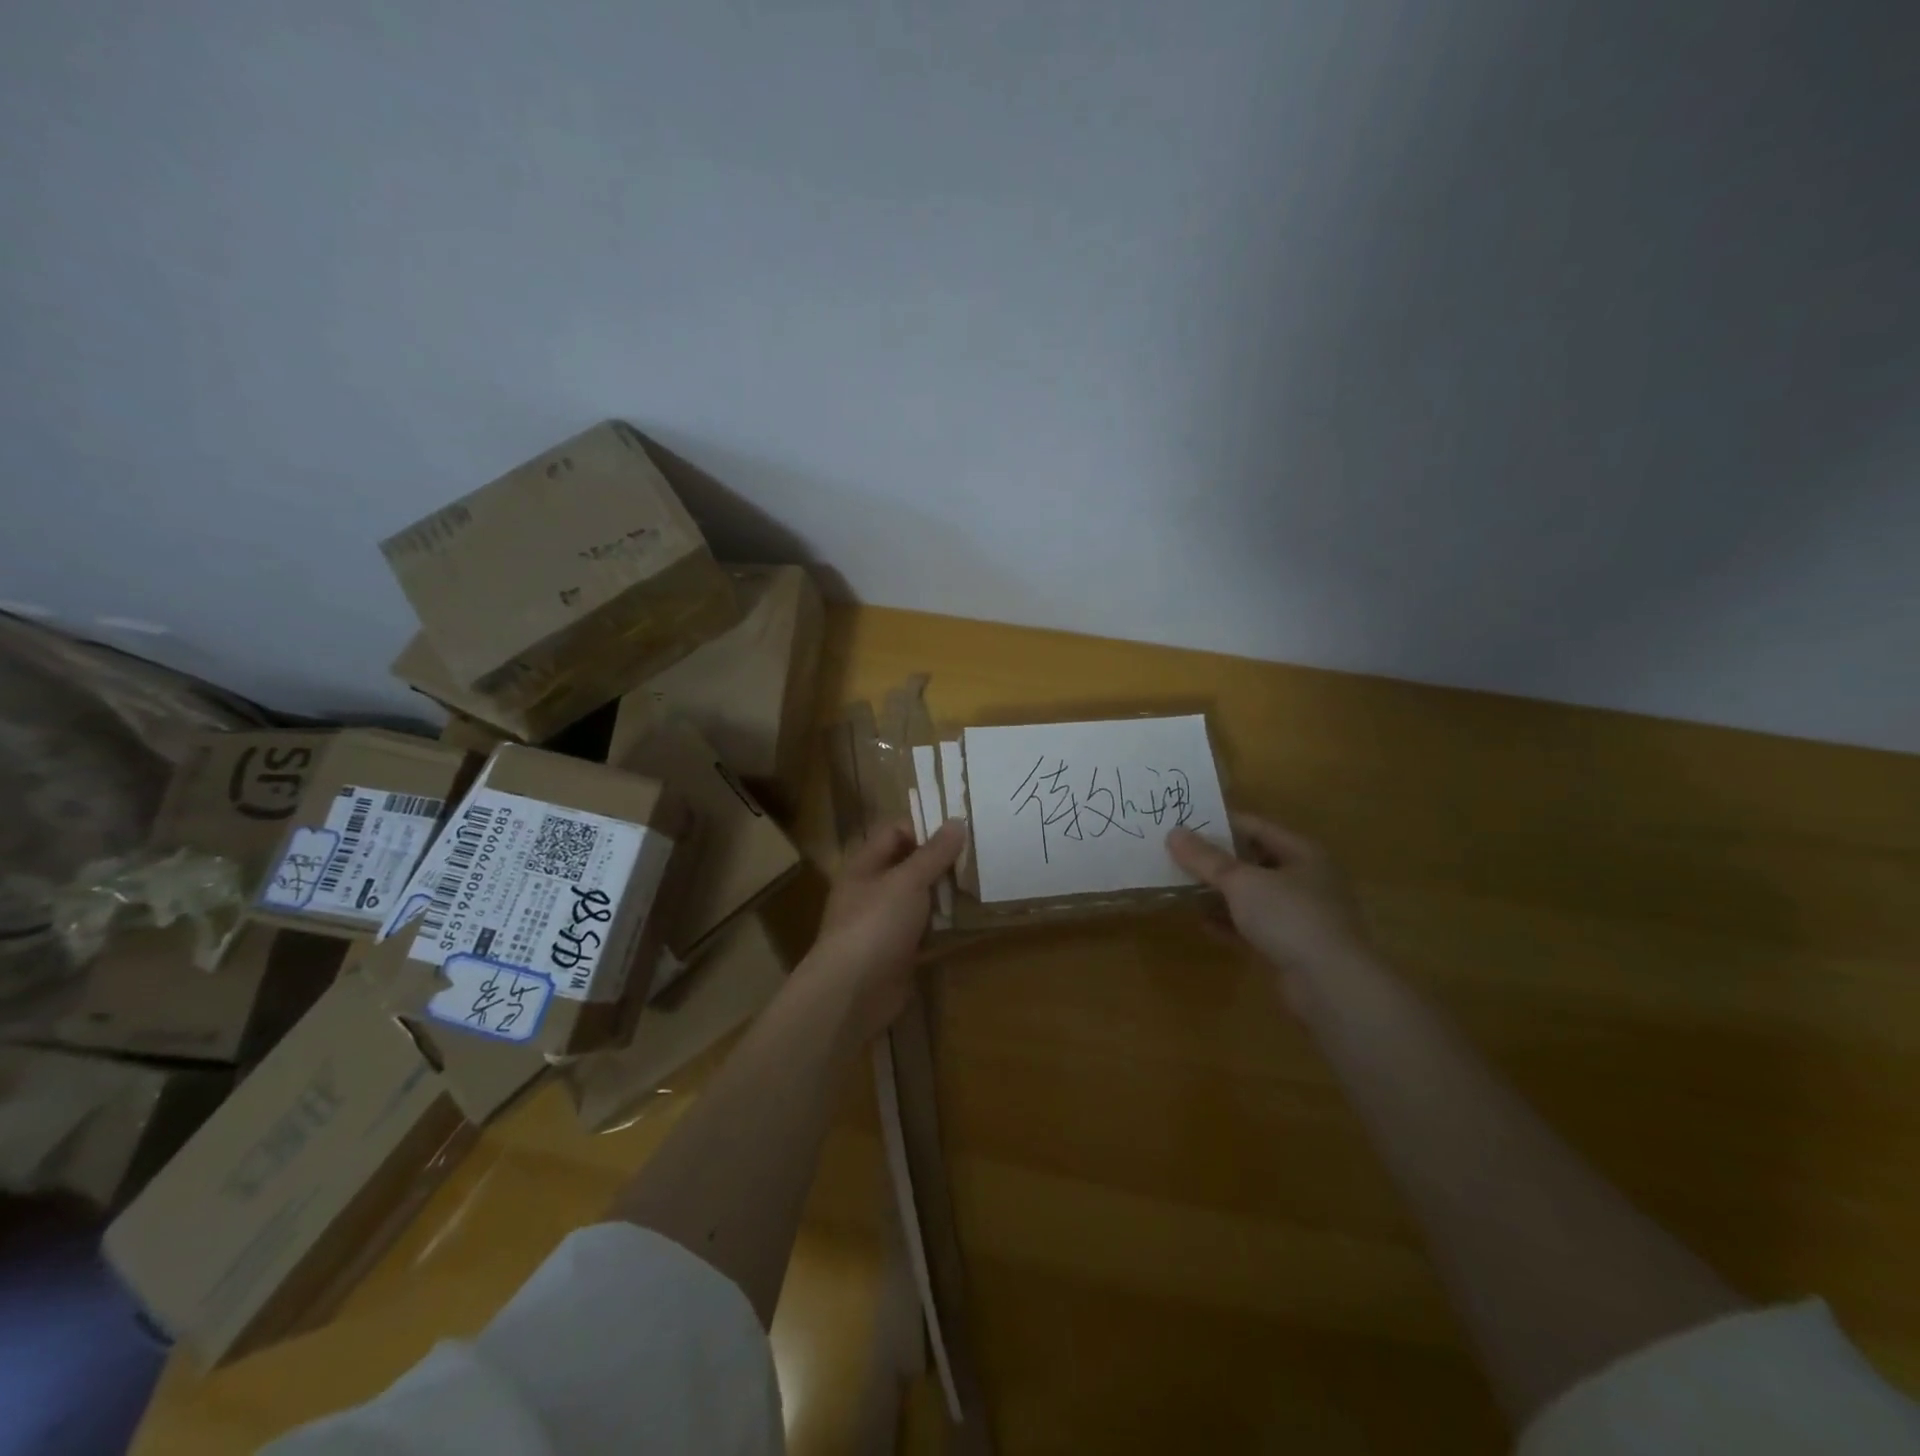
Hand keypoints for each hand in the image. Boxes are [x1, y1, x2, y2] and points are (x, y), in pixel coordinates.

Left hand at [804, 819, 966, 1038]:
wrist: (852, 992)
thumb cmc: (875, 924)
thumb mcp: (907, 881)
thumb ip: (933, 853)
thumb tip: (957, 821)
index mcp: (865, 866)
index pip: (895, 832)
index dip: (925, 828)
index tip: (960, 831)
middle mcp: (873, 891)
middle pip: (910, 867)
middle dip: (942, 863)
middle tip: (980, 858)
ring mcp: (885, 924)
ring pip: (921, 901)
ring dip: (947, 895)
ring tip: (984, 886)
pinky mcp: (899, 953)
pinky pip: (926, 933)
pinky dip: (946, 928)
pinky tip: (974, 923)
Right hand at [1167, 814, 1369, 992]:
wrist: (1331, 986)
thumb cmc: (1289, 918)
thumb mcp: (1242, 882)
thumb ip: (1206, 858)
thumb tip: (1174, 832)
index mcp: (1302, 853)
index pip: (1255, 826)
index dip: (1220, 824)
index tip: (1183, 824)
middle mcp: (1305, 879)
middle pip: (1253, 860)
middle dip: (1216, 861)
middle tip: (1177, 856)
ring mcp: (1300, 915)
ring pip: (1252, 895)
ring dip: (1220, 893)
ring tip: (1183, 888)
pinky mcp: (1292, 946)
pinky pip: (1254, 926)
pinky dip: (1230, 923)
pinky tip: (1203, 923)